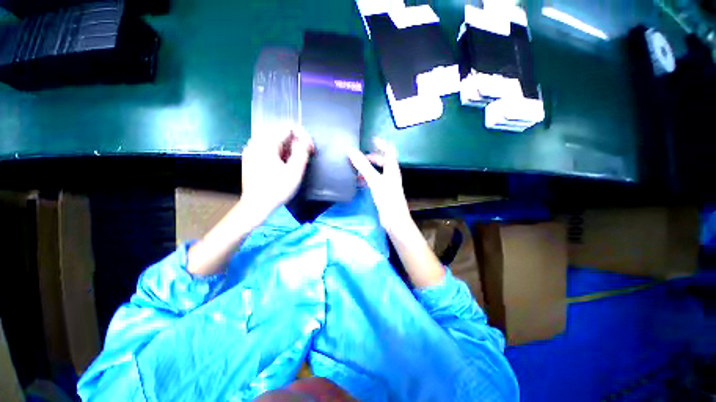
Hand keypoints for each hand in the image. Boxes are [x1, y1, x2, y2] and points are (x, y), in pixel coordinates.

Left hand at [241, 128, 313, 218]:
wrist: (256, 206)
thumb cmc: (277, 190)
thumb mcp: (294, 172)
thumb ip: (301, 152)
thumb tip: (304, 140)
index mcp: (266, 143)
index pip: (287, 127)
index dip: (302, 135)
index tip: (309, 150)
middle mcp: (255, 142)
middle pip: (280, 132)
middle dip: (295, 141)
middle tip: (303, 156)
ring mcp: (250, 149)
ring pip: (273, 139)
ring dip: (287, 147)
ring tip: (293, 162)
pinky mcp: (249, 157)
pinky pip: (266, 147)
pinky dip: (278, 152)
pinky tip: (282, 164)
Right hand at [348, 138, 411, 234]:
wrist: (394, 220)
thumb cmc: (387, 198)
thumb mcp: (374, 180)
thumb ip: (363, 166)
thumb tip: (351, 151)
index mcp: (392, 168)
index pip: (389, 150)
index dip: (381, 143)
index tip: (371, 139)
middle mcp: (391, 174)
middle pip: (382, 161)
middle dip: (372, 157)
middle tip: (359, 156)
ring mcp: (387, 184)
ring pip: (377, 171)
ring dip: (368, 168)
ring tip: (356, 167)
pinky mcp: (383, 192)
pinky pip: (374, 181)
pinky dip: (367, 178)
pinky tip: (359, 181)